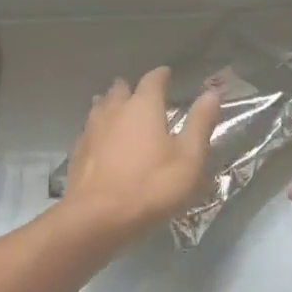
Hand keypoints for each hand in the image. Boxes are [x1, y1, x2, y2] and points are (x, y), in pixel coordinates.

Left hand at [59, 67, 222, 245]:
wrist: (97, 218)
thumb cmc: (151, 185)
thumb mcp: (189, 157)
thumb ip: (200, 123)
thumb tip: (212, 92)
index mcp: (143, 106)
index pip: (153, 80)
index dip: (161, 76)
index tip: (167, 74)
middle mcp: (115, 110)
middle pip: (121, 89)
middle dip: (132, 88)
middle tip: (143, 94)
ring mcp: (92, 130)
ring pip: (101, 106)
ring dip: (111, 104)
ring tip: (120, 109)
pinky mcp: (78, 151)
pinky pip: (90, 129)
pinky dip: (99, 128)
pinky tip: (102, 139)